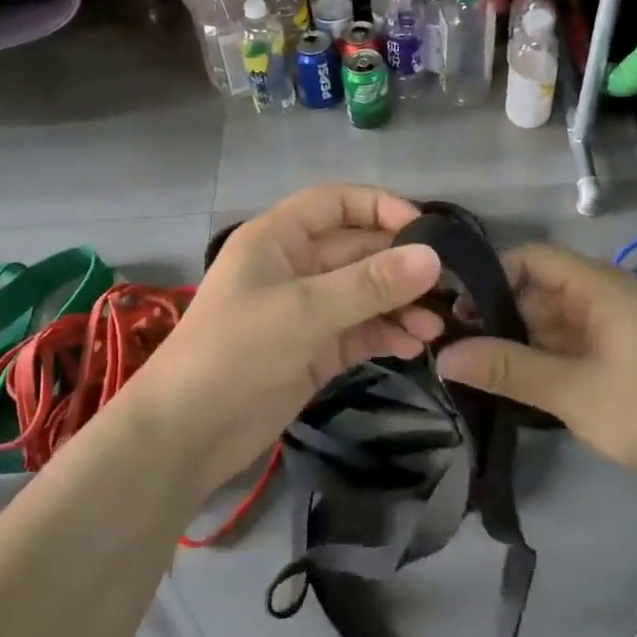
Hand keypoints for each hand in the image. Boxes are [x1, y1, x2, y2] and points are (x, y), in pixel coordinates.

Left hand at [145, 185, 445, 484]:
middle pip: (358, 250)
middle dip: (400, 264)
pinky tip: (415, 345)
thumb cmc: (236, 351)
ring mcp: (306, 310)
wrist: (187, 434)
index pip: (336, 203)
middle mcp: (295, 266)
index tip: (426, 228)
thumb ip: (370, 284)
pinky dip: (386, 334)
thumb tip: (433, 257)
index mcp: (279, 237)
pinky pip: (360, 331)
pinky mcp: (315, 349)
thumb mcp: (305, 311)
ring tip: (436, 326)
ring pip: (364, 293)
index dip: (380, 207)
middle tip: (449, 284)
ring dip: (399, 305)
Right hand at [436, 242, 636, 486]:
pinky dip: (534, 354)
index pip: (531, 257)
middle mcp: (602, 295)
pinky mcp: (612, 353)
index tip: (453, 305)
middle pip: (535, 288)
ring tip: (467, 358)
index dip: (489, 274)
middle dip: (494, 311)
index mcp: (599, 285)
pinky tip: (504, 375)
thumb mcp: (570, 391)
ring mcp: (609, 325)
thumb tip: (442, 357)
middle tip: (450, 338)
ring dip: (512, 336)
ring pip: (546, 318)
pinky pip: (562, 341)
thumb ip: (506, 368)